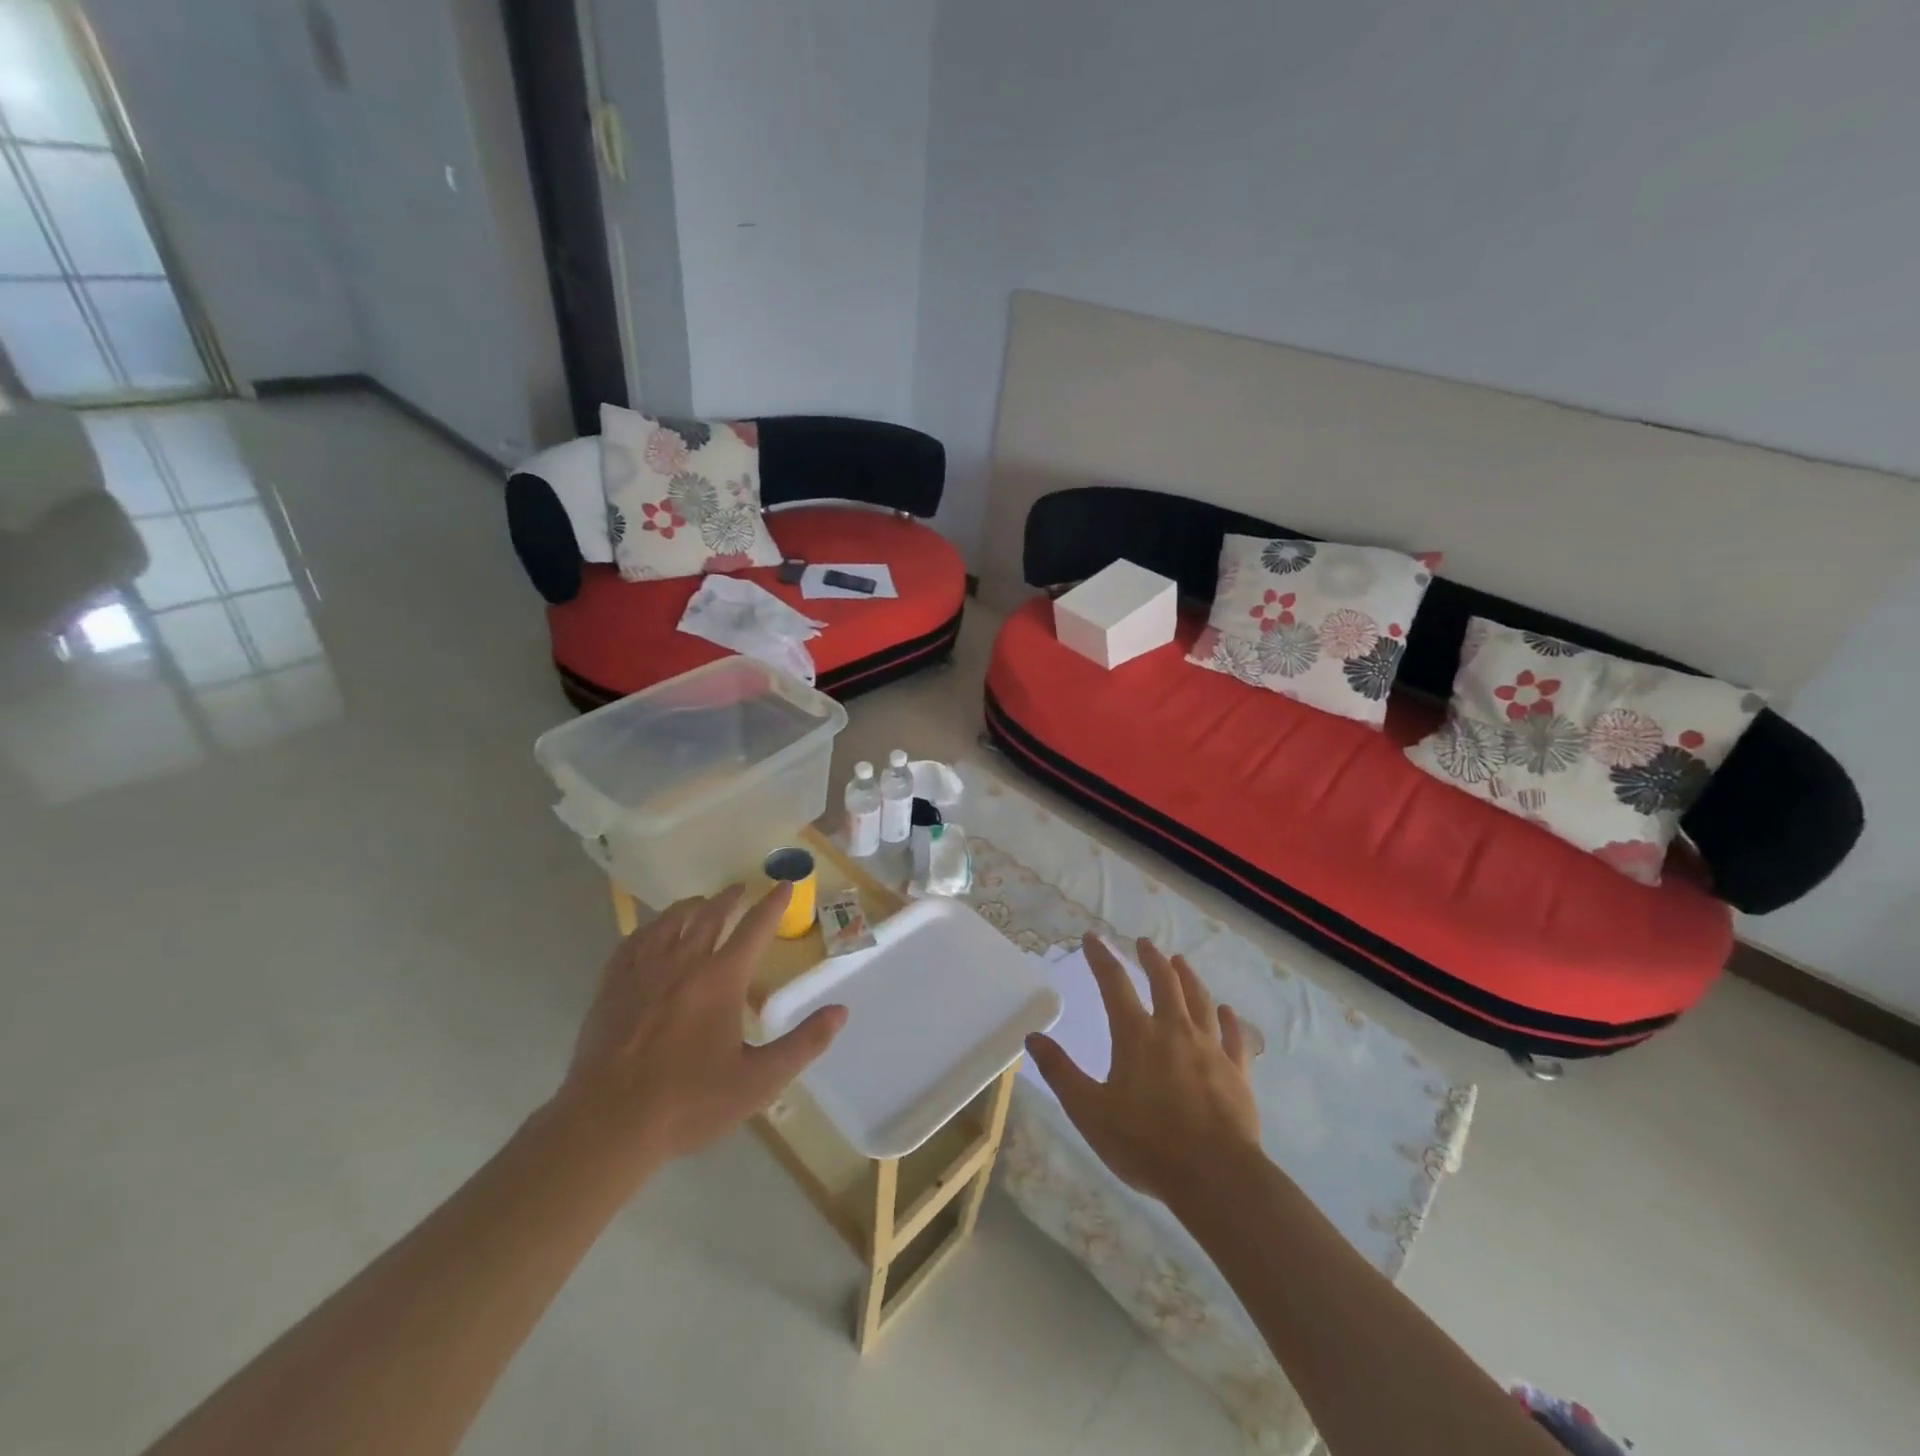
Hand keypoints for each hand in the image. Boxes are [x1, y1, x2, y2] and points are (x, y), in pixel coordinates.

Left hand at [554, 883, 846, 1173]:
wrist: (608, 1123)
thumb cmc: (689, 1102)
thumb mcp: (758, 1081)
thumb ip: (803, 1044)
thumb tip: (840, 1011)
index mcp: (721, 979)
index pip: (755, 928)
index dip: (773, 904)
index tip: (785, 885)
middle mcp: (684, 963)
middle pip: (710, 915)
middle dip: (731, 898)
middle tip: (742, 889)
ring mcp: (643, 971)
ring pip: (670, 921)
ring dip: (691, 906)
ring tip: (701, 902)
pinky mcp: (612, 986)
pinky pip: (633, 940)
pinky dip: (650, 927)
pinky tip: (652, 931)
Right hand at [1025, 932, 1259, 1205]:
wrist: (1215, 1176)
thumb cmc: (1146, 1144)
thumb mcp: (1089, 1111)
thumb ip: (1061, 1072)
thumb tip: (1033, 1037)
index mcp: (1136, 1036)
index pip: (1114, 984)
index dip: (1101, 958)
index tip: (1092, 938)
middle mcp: (1174, 1031)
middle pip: (1164, 982)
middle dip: (1151, 959)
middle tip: (1144, 943)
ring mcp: (1210, 1049)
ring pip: (1199, 1001)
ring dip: (1188, 978)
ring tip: (1180, 961)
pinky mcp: (1237, 1072)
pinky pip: (1233, 1037)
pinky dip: (1229, 1020)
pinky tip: (1227, 1011)